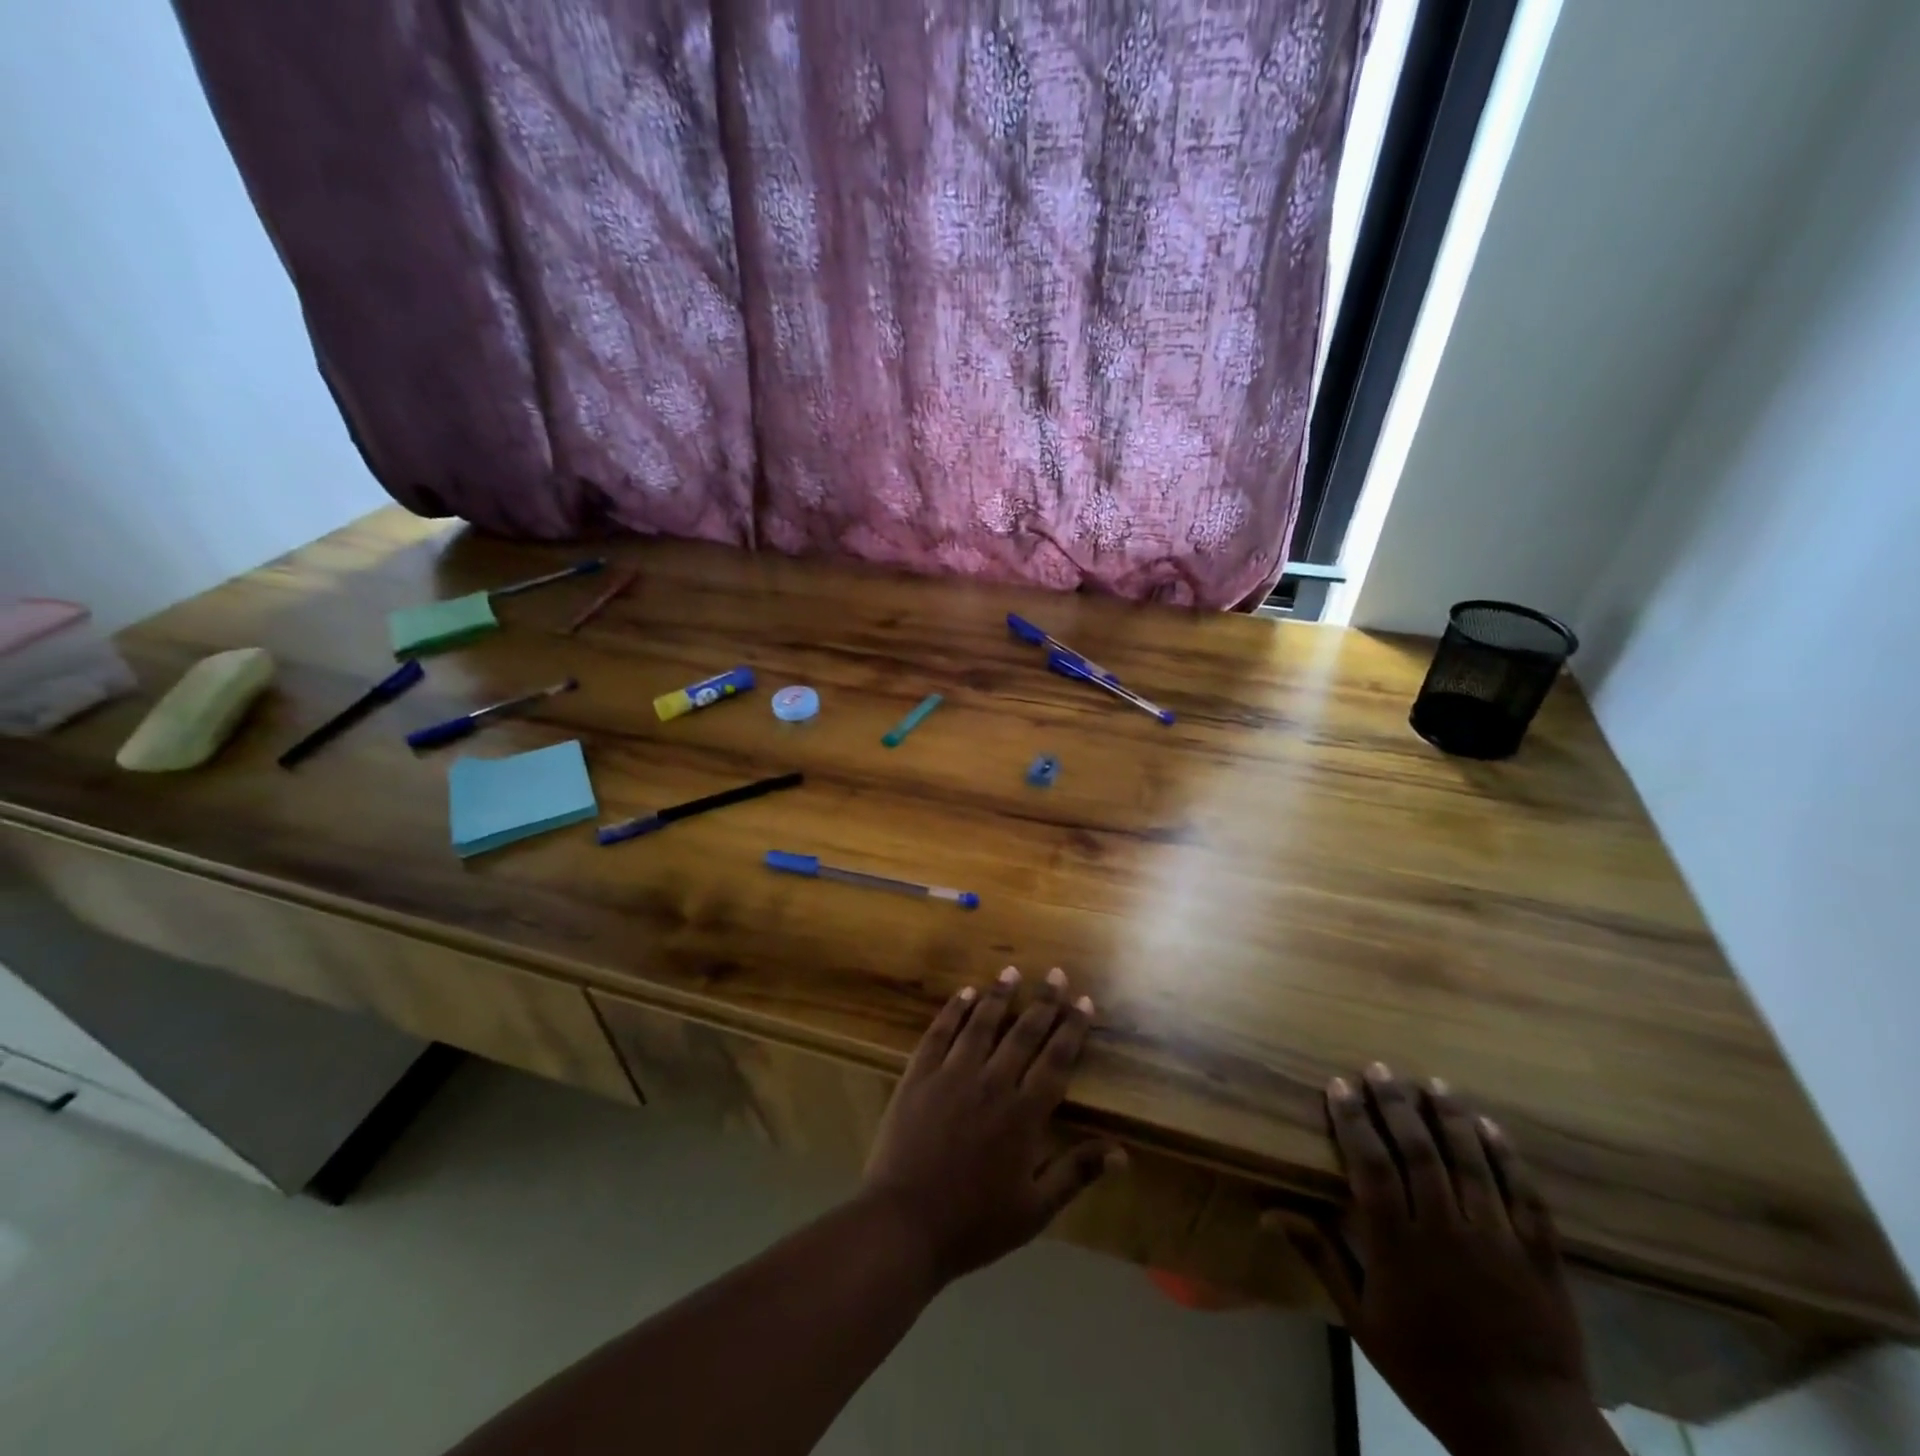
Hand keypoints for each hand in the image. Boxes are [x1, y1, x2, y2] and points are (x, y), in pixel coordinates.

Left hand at [861, 966, 1124, 1286]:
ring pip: (981, 1024)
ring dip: (999, 996)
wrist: (903, 1224)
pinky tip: (964, 993)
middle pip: (1023, 1033)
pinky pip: (940, 1033)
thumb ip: (1076, 1173)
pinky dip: (954, 1010)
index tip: (1083, 1002)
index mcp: (1023, 1115)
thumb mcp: (1034, 1210)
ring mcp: (952, 1075)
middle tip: (1056, 974)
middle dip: (1043, 1002)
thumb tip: (1122, 1153)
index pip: (1056, 1061)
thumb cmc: (974, 1223)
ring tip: (1012, 971)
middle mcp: (991, 1084)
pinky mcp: (919, 1075)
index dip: (1072, 1029)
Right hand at [1285, 1066, 1622, 1455]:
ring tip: (1433, 1082)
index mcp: (1398, 1245)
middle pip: (1418, 1151)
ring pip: (1470, 1162)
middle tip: (1379, 1068)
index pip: (1370, 1164)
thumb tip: (1270, 1211)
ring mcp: (1497, 1240)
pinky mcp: (1541, 1255)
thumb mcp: (1362, 1320)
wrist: (1526, 1430)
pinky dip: (1506, 1157)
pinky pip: (1523, 1195)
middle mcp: (1446, 1230)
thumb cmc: (1429, 1370)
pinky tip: (1490, 1127)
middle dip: (1396, 1104)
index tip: (1339, 1085)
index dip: (1353, 1120)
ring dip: (1450, 1117)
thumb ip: (1321, 1256)